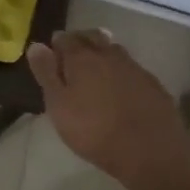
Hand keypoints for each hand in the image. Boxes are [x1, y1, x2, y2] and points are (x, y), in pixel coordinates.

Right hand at [26, 30, 189, 189]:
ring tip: (94, 67)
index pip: (66, 39)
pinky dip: (121, 71)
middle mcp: (109, 55)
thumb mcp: (58, 105)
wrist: (149, 151)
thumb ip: (47, 74)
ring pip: (114, 51)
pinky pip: (131, 69)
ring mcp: (135, 68)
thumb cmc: (93, 130)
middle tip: (71, 55)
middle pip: (92, 38)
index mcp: (82, 58)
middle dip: (80, 41)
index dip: (57, 43)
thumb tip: (36, 45)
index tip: (51, 51)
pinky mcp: (153, 84)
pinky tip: (119, 86)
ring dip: (102, 53)